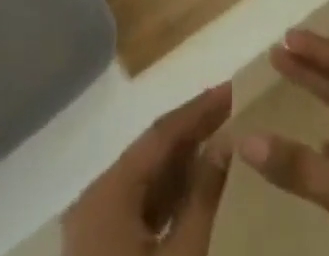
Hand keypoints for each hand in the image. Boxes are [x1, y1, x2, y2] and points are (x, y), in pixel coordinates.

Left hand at [62, 84, 233, 255]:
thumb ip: (203, 195)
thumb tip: (227, 141)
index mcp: (108, 193)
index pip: (160, 135)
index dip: (198, 110)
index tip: (233, 89)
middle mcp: (96, 199)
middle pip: (150, 152)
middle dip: (193, 131)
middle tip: (234, 109)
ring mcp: (94, 228)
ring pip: (145, 178)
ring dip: (183, 160)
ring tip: (224, 139)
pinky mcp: (100, 252)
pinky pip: (139, 205)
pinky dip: (169, 192)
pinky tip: (199, 186)